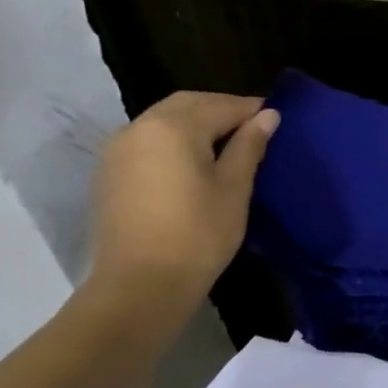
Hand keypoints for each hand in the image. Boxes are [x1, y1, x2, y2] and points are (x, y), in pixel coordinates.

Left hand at [87, 92, 279, 317]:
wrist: (141, 283)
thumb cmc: (199, 234)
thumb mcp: (234, 188)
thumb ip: (249, 146)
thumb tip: (268, 116)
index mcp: (174, 127)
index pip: (221, 105)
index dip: (251, 109)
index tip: (276, 117)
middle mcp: (140, 127)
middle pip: (187, 104)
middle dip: (221, 108)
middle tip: (253, 127)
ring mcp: (118, 149)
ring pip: (164, 119)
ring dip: (196, 122)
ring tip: (227, 144)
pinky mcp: (110, 172)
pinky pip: (148, 140)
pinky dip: (174, 139)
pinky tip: (193, 162)